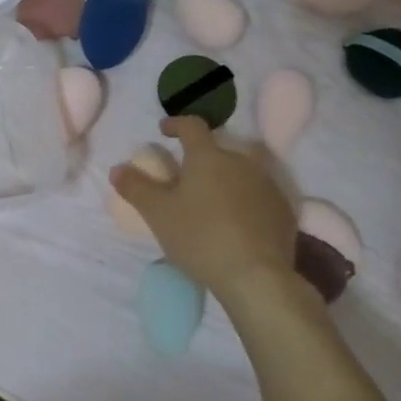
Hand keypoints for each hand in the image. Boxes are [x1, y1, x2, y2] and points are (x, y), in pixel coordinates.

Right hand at [109, 117, 297, 296]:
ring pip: (241, 173)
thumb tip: (117, 168)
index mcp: (208, 157)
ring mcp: (267, 185)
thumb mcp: (157, 213)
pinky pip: (259, 196)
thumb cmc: (199, 236)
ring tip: (210, 202)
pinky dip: (244, 201)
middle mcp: (242, 162)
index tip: (164, 130)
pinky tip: (236, 223)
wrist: (255, 275)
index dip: (176, 124)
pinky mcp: (284, 210)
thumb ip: (136, 187)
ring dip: (225, 180)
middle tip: (185, 178)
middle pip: (219, 151)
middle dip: (201, 159)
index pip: (192, 126)